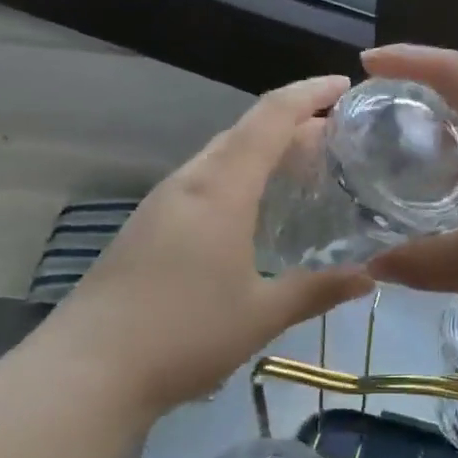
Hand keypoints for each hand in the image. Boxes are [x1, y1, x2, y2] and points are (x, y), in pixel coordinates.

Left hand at [48, 76, 373, 413]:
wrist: (86, 371)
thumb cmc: (183, 335)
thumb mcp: (262, 314)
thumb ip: (318, 289)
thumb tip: (371, 276)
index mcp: (220, 189)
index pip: (270, 118)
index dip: (309, 95)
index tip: (345, 86)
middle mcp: (189, 183)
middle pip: (244, 131)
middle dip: (292, 123)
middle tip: (336, 137)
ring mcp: (162, 204)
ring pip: (221, 157)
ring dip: (263, 151)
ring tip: (303, 168)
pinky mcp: (147, 227)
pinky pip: (204, 183)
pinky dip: (239, 178)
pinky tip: (254, 211)